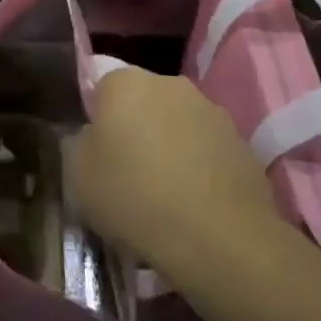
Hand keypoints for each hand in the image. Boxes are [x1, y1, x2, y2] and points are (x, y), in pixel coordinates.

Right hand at [67, 68, 275, 290]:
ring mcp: (212, 111)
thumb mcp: (78, 175)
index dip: (96, 120)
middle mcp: (170, 84)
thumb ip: (78, 144)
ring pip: (176, 124)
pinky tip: (191, 202)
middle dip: (134, 128)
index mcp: (125, 82)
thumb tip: (91, 136)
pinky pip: (205, 149)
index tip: (96, 152)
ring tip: (162, 192)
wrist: (218, 238)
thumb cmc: (134, 196)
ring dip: (168, 146)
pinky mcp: (242, 143)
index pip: (100, 88)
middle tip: (125, 170)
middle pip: (142, 102)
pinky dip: (197, 167)